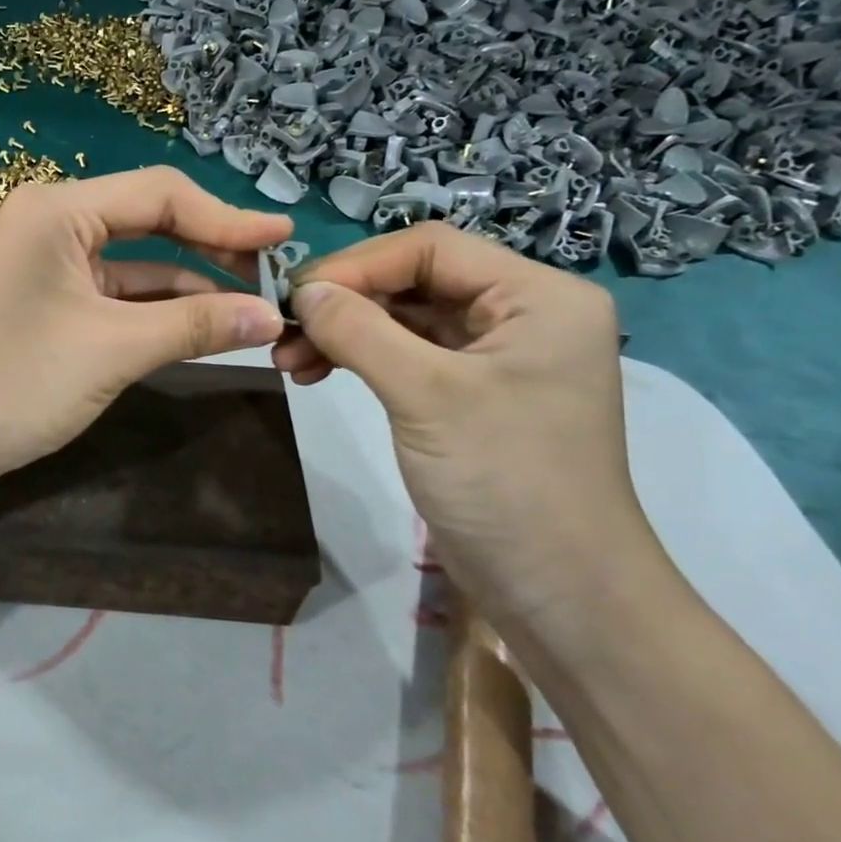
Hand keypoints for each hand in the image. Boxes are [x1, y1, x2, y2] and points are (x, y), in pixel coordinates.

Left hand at [0, 168, 289, 489]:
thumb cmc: (14, 381)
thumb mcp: (113, 349)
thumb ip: (196, 326)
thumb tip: (272, 316)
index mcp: (58, 209)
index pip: (161, 195)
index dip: (228, 217)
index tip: (286, 240)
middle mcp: (52, 222)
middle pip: (150, 223)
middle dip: (212, 251)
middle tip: (273, 279)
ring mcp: (48, 264)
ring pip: (136, 265)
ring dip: (189, 288)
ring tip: (253, 310)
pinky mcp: (48, 302)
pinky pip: (115, 295)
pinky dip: (157, 312)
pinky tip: (205, 329)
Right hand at [272, 223, 668, 631]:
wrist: (558, 592)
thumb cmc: (506, 482)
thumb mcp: (427, 396)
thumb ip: (359, 332)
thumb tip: (300, 292)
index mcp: (537, 297)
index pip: (430, 249)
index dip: (356, 265)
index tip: (293, 297)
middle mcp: (520, 314)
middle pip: (413, 280)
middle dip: (344, 303)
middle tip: (283, 334)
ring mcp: (494, 356)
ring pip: (403, 319)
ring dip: (343, 332)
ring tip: (290, 362)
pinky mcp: (469, 394)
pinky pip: (405, 355)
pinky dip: (359, 359)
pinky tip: (317, 374)